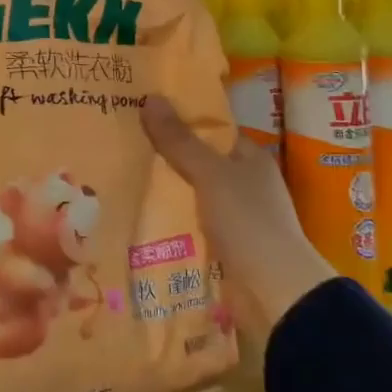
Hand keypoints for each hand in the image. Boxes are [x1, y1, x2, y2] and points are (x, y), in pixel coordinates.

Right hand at [141, 95, 336, 335]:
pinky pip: (188, 226)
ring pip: (190, 196)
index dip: (180, 120)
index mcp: (250, 159)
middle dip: (164, 158)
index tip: (141, 113)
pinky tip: (136, 216)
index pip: (212, 131)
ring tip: (117, 178)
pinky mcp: (222, 248)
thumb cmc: (248, 221)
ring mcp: (234, 218)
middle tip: (121, 144)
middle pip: (197, 163)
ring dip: (163, 192)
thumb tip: (150, 97)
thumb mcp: (211, 174)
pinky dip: (168, 222)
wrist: (274, 294)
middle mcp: (245, 185)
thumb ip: (179, 140)